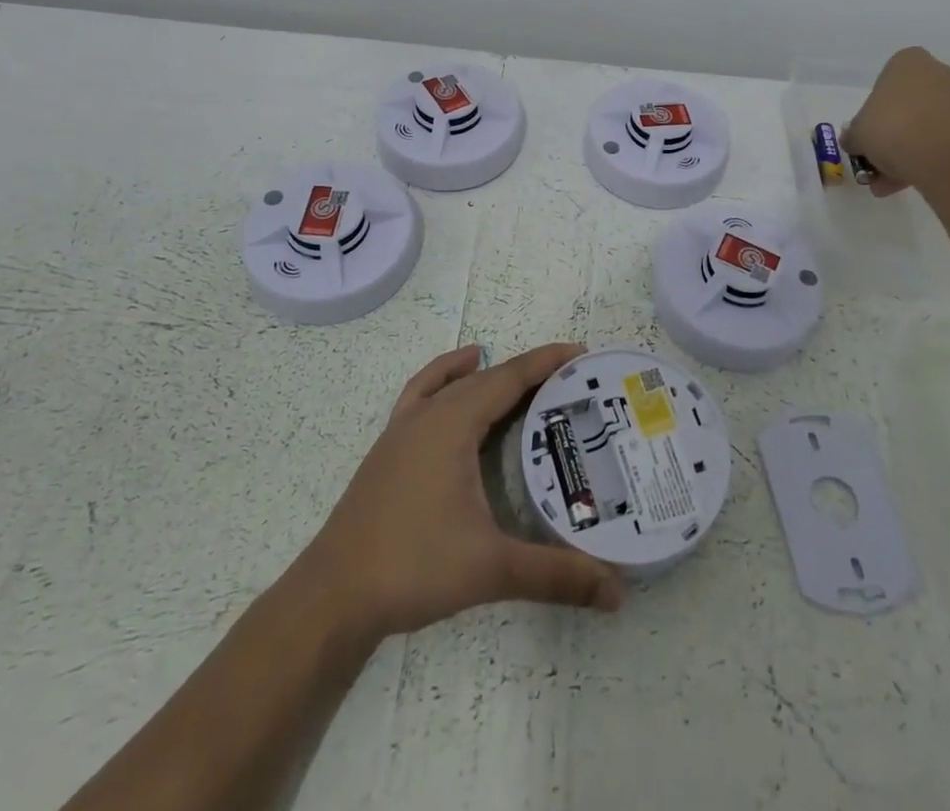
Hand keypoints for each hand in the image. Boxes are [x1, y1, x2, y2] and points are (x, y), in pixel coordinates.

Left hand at [302, 342, 624, 640]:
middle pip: (485, 377)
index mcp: (452, 424)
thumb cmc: (412, 568)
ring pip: (452, 383)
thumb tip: (617, 592)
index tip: (582, 353)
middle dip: (527, 372)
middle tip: (568, 381)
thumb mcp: (490, 569)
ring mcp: (402, 429)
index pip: (509, 378)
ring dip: (487, 375)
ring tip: (521, 382)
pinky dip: (444, 380)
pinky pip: (421, 395)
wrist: (332, 596)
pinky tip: (454, 389)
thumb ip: (554, 575)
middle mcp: (428, 414)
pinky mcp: (388, 448)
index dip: (546, 362)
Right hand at [841, 47, 949, 196]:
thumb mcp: (857, 134)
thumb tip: (853, 141)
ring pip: (925, 124)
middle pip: (907, 104)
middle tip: (876, 159)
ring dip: (907, 150)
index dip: (873, 108)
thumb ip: (852, 135)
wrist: (943, 161)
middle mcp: (939, 72)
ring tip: (888, 182)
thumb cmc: (892, 131)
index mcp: (909, 62)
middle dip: (892, 133)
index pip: (886, 80)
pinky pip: (942, 140)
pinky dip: (926, 158)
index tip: (868, 131)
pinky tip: (907, 183)